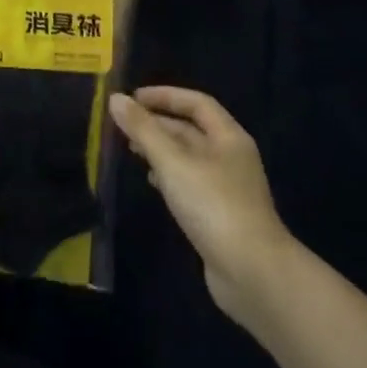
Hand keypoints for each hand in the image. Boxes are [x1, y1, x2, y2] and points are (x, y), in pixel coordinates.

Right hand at [109, 87, 293, 328]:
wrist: (251, 271)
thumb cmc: (213, 205)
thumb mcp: (173, 162)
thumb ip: (144, 130)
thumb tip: (115, 99)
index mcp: (229, 137)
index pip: (197, 103)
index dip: (165, 96)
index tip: (133, 98)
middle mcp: (231, 156)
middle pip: (192, 129)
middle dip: (159, 123)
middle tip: (124, 125)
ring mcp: (227, 187)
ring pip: (189, 157)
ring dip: (161, 149)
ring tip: (131, 150)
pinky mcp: (219, 214)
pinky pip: (190, 182)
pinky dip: (168, 176)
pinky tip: (151, 182)